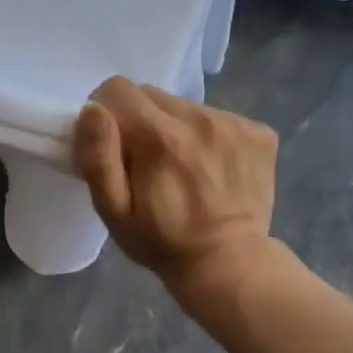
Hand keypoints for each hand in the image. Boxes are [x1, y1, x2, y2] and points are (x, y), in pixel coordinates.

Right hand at [74, 76, 278, 289]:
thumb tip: (92, 110)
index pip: (117, 89)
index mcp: (159, 136)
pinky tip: (210, 168)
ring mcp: (235, 123)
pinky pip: (217, 116)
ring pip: (184, 105)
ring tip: (181, 167)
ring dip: (174, 127)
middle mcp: (199, 119)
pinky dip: (207, 135)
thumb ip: (99, 157)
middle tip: (146, 160)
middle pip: (152, 94)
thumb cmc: (161, 241)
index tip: (113, 143)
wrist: (230, 264)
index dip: (106, 113)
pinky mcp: (260, 132)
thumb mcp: (114, 211)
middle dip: (140, 120)